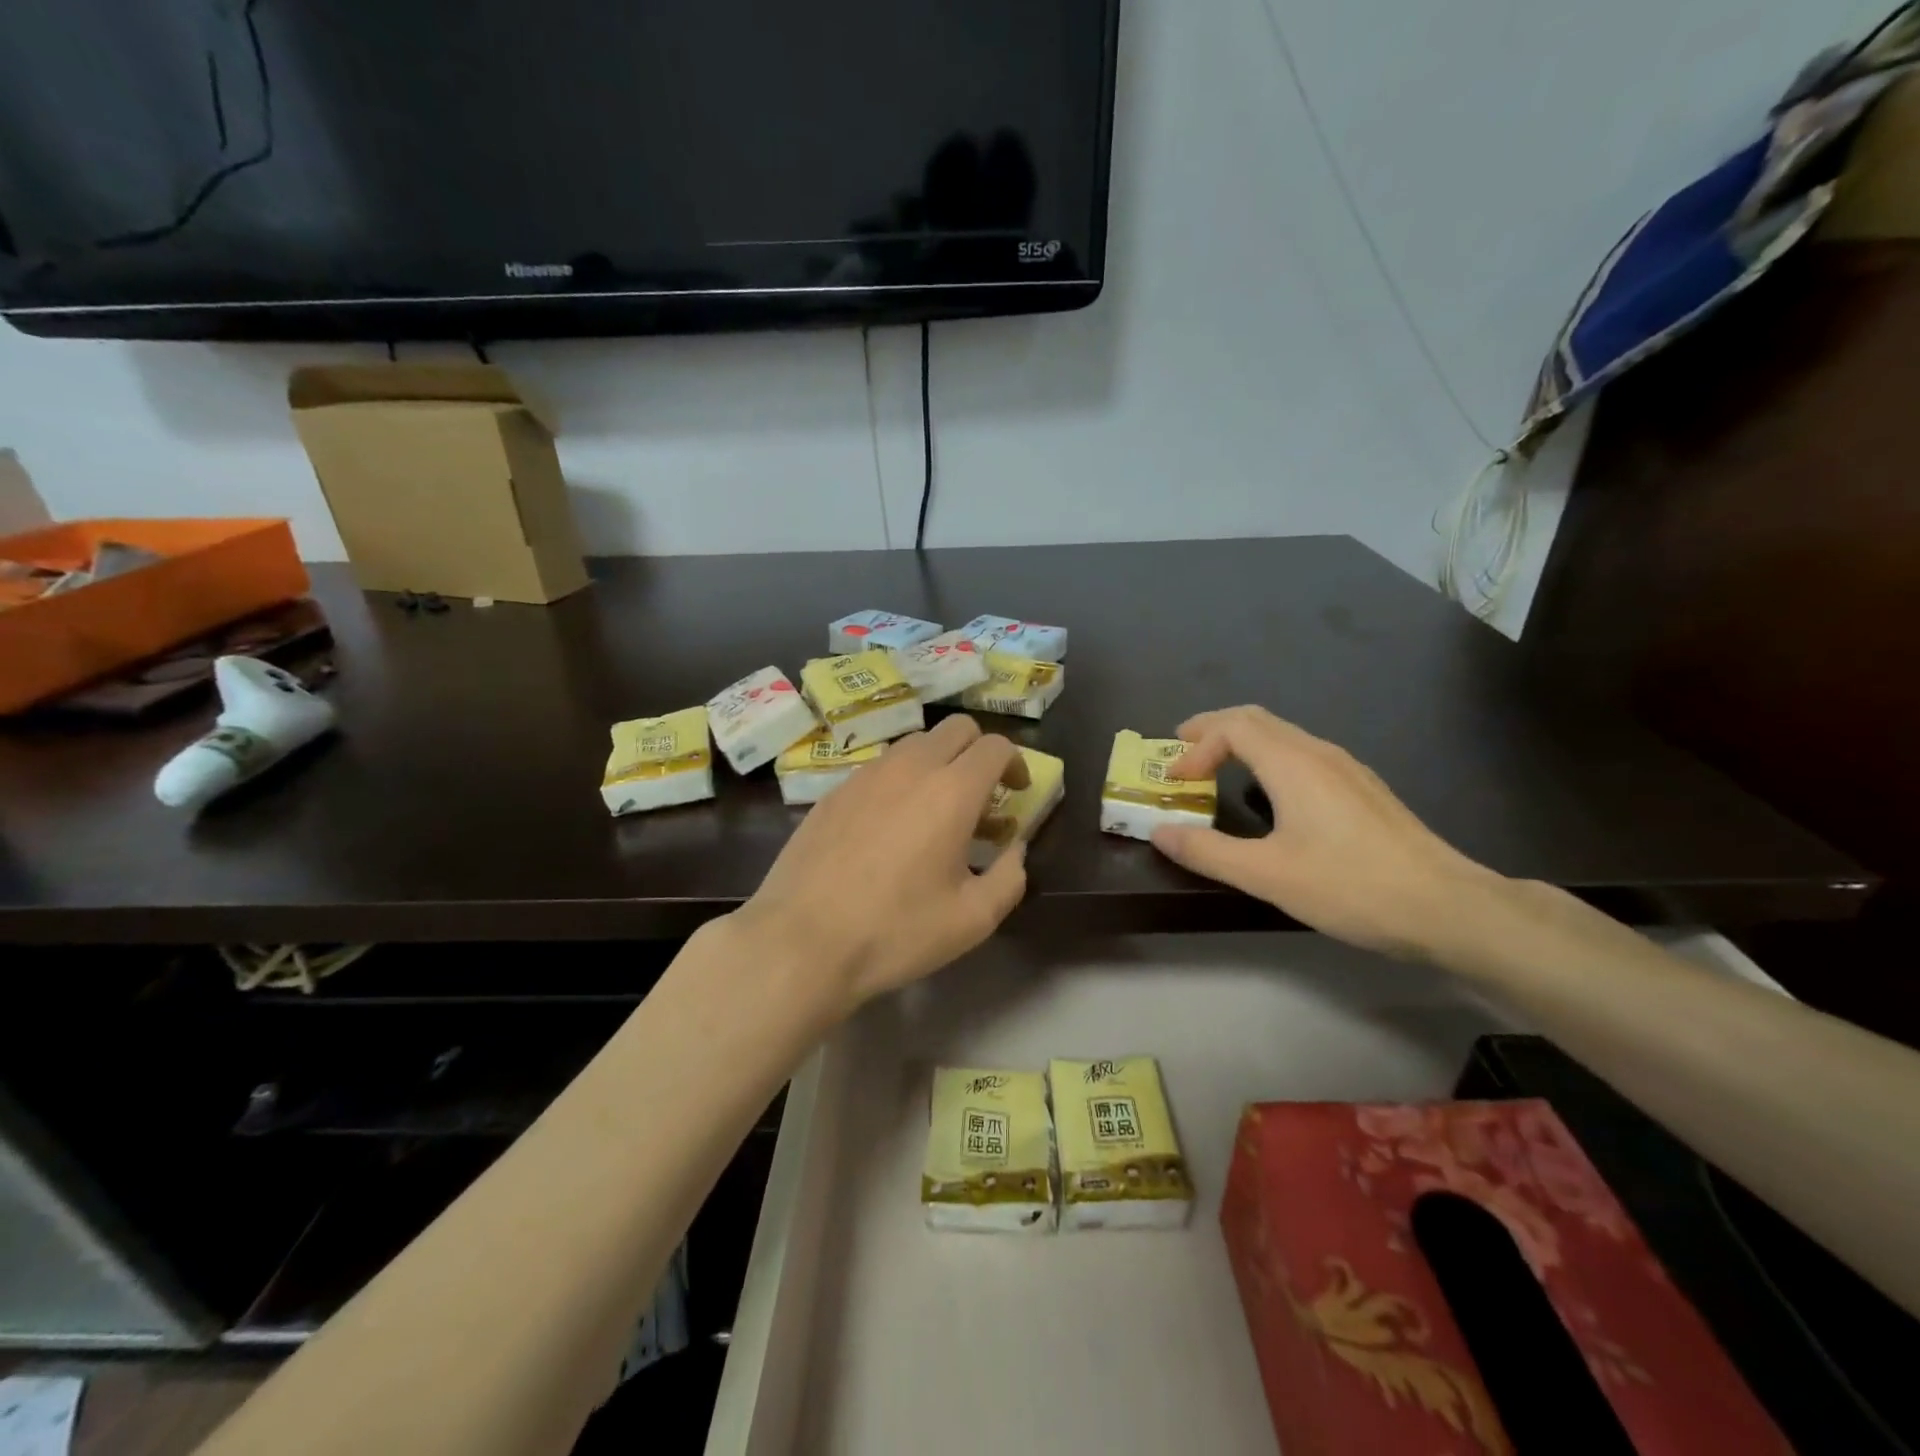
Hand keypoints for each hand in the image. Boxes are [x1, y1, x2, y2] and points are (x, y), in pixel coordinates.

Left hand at [734, 714, 1031, 1014]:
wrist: (801, 940)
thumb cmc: (895, 931)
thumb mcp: (972, 919)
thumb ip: (1009, 878)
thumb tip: (1014, 849)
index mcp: (951, 791)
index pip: (995, 746)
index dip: (1015, 763)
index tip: (1016, 792)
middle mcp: (909, 768)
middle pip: (956, 729)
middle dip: (979, 752)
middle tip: (982, 796)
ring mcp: (866, 775)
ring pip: (915, 744)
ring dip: (938, 763)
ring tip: (935, 811)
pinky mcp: (833, 791)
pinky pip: (880, 767)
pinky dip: (901, 780)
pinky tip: (890, 826)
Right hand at [1152, 706, 1503, 957]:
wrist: (1447, 907)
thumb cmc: (1351, 885)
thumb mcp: (1266, 874)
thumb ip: (1207, 851)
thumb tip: (1161, 832)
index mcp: (1293, 763)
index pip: (1231, 727)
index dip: (1195, 748)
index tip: (1175, 782)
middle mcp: (1319, 753)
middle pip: (1256, 719)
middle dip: (1212, 731)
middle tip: (1181, 754)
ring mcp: (1346, 769)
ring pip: (1282, 735)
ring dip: (1241, 744)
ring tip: (1215, 770)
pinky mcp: (1362, 789)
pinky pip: (1301, 754)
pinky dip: (1267, 759)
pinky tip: (1268, 794)